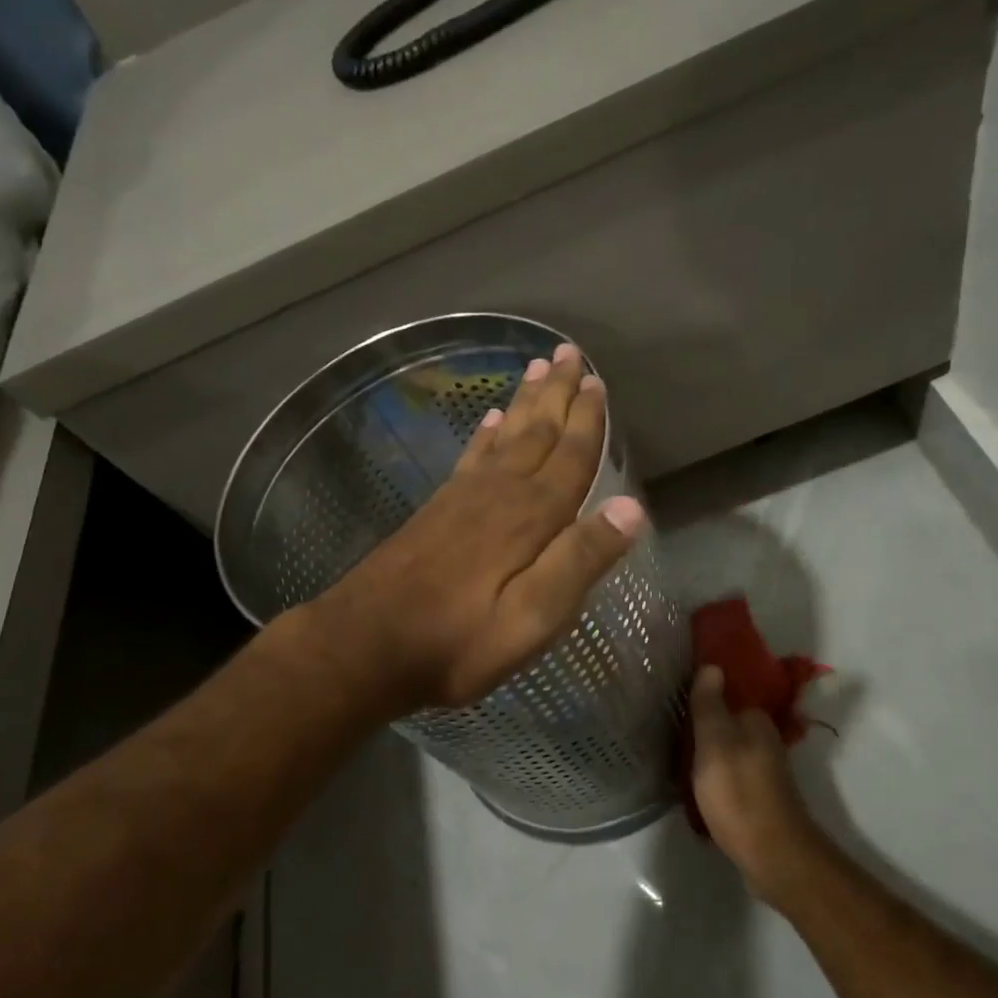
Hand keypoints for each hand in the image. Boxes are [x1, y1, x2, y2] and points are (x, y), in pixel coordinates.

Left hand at [314, 342, 645, 710]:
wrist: (366, 644)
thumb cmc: (459, 641)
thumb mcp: (533, 618)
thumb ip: (579, 561)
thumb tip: (631, 508)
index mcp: (529, 518)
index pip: (570, 457)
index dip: (587, 420)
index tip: (596, 380)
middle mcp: (498, 494)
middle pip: (535, 433)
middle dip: (555, 394)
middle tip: (567, 353)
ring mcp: (462, 498)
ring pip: (503, 436)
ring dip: (523, 403)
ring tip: (535, 369)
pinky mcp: (437, 510)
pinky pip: (470, 457)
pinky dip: (484, 434)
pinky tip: (487, 419)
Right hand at [689, 664, 835, 908]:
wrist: (773, 857)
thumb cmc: (739, 794)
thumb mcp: (715, 744)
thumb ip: (710, 705)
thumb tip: (712, 665)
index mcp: (756, 721)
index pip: (727, 694)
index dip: (702, 693)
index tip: (675, 696)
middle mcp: (764, 740)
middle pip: (726, 722)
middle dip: (702, 722)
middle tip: (668, 724)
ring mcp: (762, 769)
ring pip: (727, 748)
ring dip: (706, 749)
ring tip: (675, 751)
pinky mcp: (757, 795)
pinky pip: (729, 772)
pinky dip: (712, 772)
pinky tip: (693, 780)